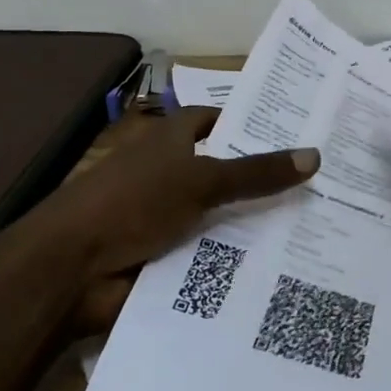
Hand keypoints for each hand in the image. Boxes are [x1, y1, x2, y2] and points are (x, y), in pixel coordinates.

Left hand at [18, 106, 318, 330]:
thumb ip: (257, 172)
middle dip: (265, 179)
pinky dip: (238, 259)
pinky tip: (282, 267)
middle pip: (227, 171)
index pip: (216, 120)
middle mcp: (171, 174)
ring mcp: (168, 217)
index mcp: (171, 141)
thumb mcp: (201, 180)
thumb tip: (316, 155)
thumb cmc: (132, 203)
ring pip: (224, 215)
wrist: (69, 270)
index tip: (294, 131)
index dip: (249, 122)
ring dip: (256, 224)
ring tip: (315, 228)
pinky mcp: (167, 257)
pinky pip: (213, 254)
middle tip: (322, 184)